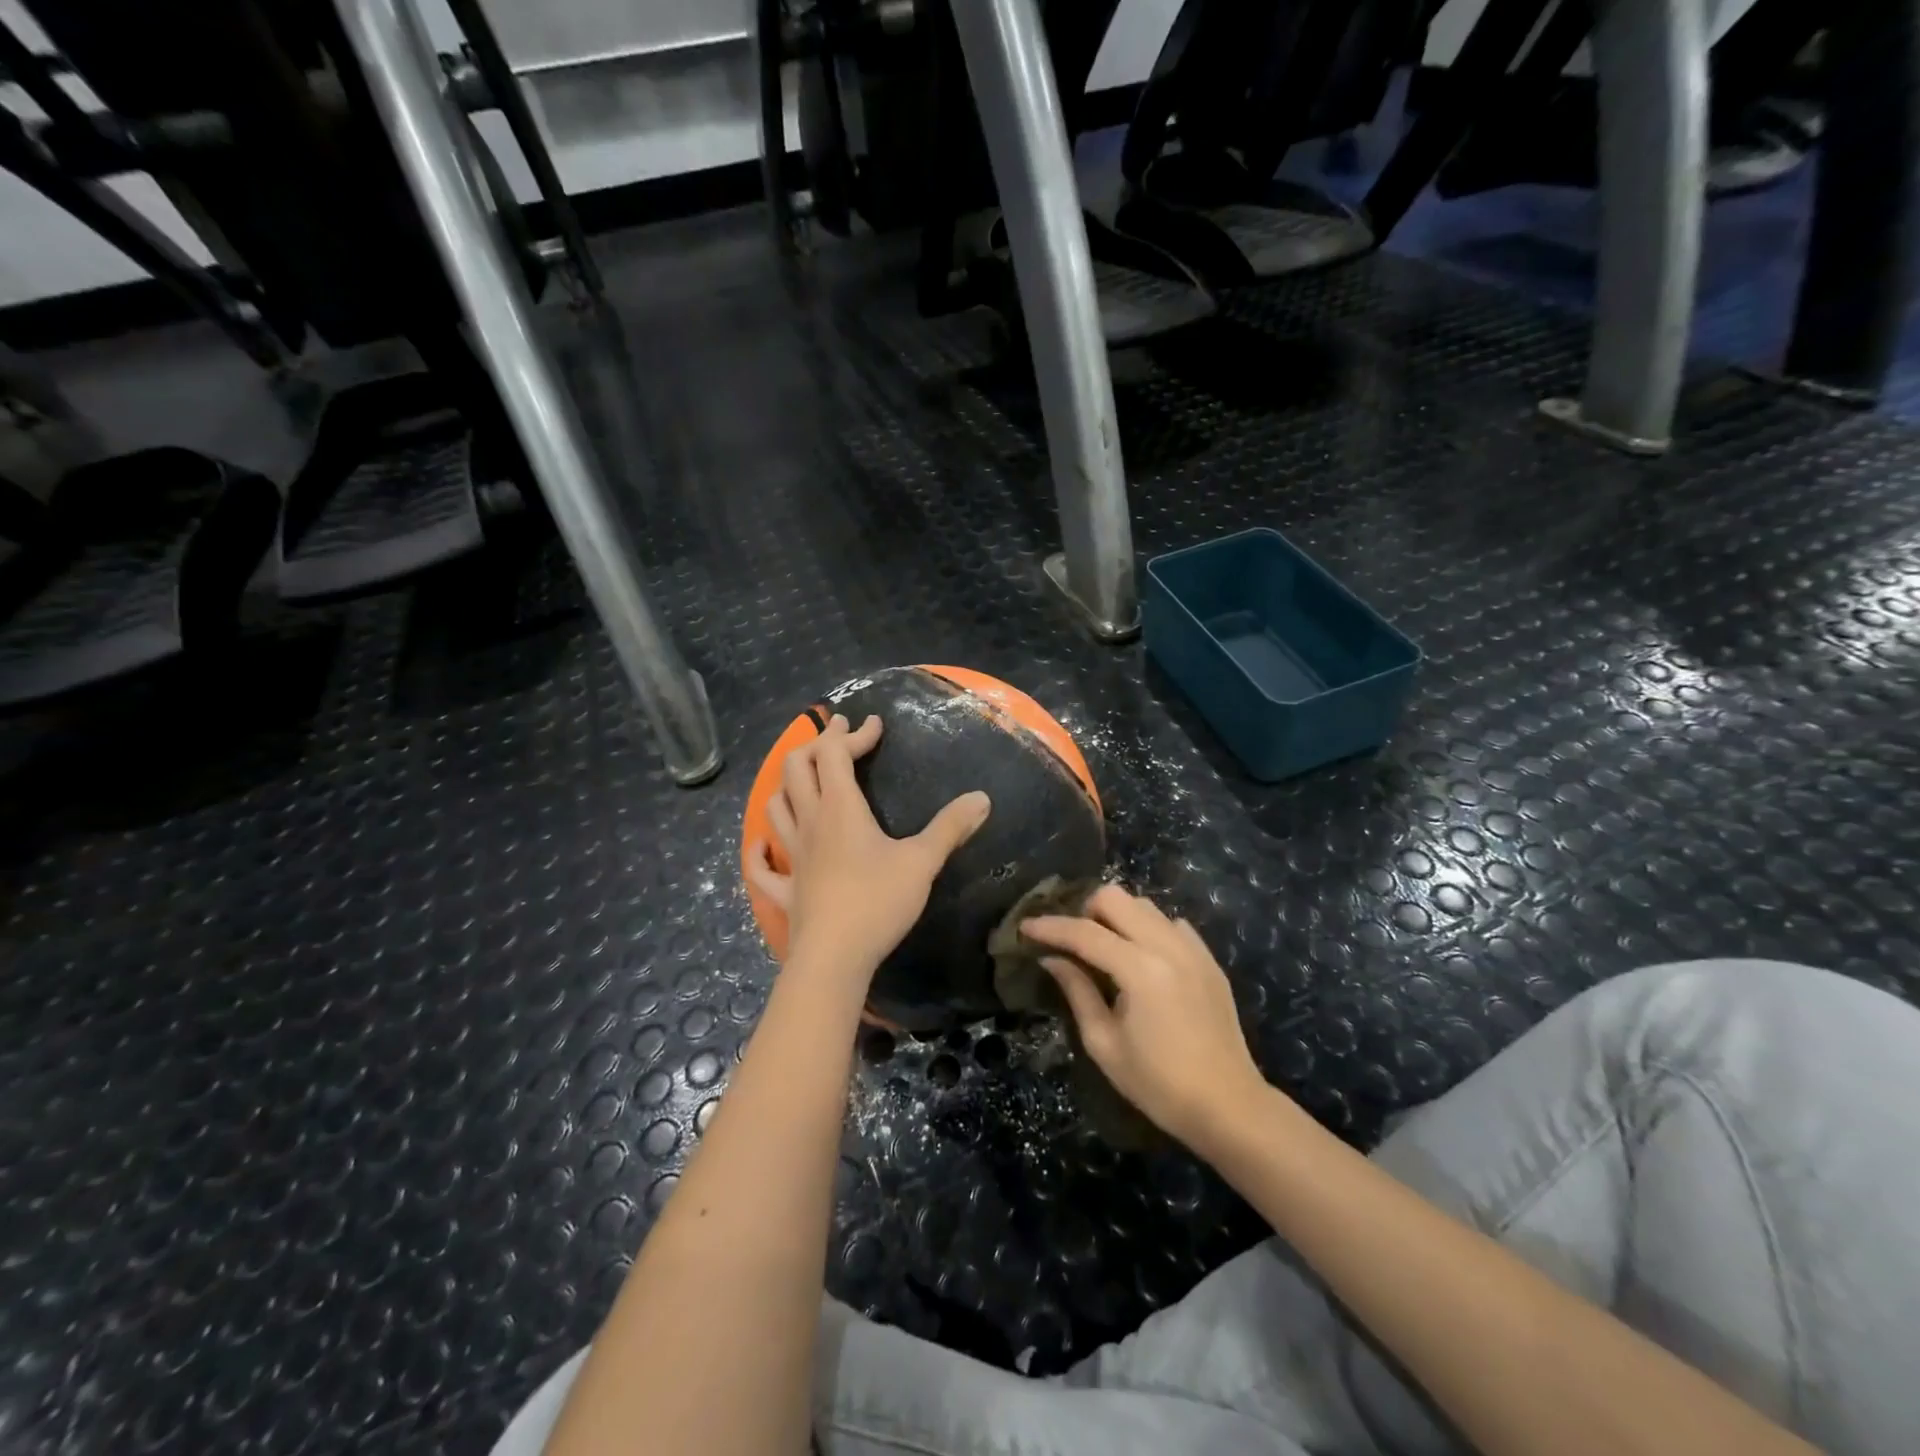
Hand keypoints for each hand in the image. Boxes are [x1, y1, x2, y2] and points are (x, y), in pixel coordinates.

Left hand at [748, 713, 990, 982]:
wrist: (834, 958)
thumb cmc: (878, 902)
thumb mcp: (922, 862)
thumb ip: (950, 827)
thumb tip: (982, 798)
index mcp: (840, 808)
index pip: (835, 753)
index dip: (854, 733)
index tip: (874, 723)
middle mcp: (810, 823)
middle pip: (797, 768)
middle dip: (818, 745)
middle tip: (840, 736)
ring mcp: (792, 856)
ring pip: (776, 806)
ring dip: (789, 784)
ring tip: (807, 779)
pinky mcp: (785, 890)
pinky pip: (762, 865)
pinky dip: (759, 850)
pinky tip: (765, 844)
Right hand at [1022, 885, 1266, 1148]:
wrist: (1229, 1106)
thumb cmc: (1159, 1085)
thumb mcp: (1105, 1044)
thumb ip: (1077, 992)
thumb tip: (1052, 959)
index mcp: (1140, 970)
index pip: (1085, 933)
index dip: (1050, 927)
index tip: (1025, 927)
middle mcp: (1168, 946)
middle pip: (1116, 897)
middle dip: (1085, 911)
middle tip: (1072, 941)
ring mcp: (1193, 949)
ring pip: (1144, 905)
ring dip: (1117, 917)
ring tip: (1105, 948)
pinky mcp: (1208, 959)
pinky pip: (1171, 924)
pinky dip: (1149, 930)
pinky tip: (1142, 959)